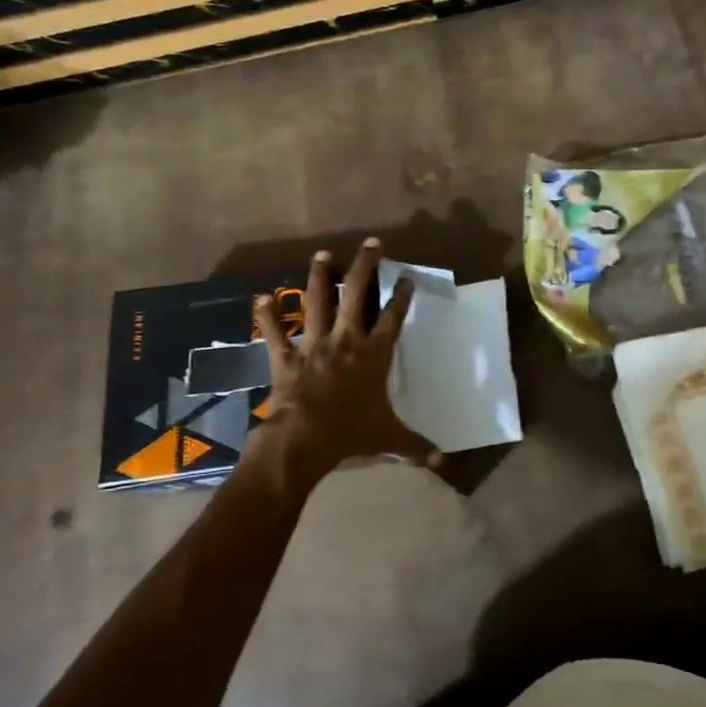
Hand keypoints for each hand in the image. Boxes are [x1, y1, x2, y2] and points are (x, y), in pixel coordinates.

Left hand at [253, 238, 438, 481]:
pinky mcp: (286, 357)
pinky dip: (267, 316)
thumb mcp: (390, 439)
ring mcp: (313, 344)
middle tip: (370, 243)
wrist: (303, 439)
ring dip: (319, 276)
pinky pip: (275, 333)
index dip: (401, 295)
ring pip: (317, 302)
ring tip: (322, 253)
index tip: (407, 276)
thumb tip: (444, 463)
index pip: (392, 317)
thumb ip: (416, 446)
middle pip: (357, 294)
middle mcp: (346, 340)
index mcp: (374, 354)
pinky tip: (261, 297)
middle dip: (365, 266)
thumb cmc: (351, 432)